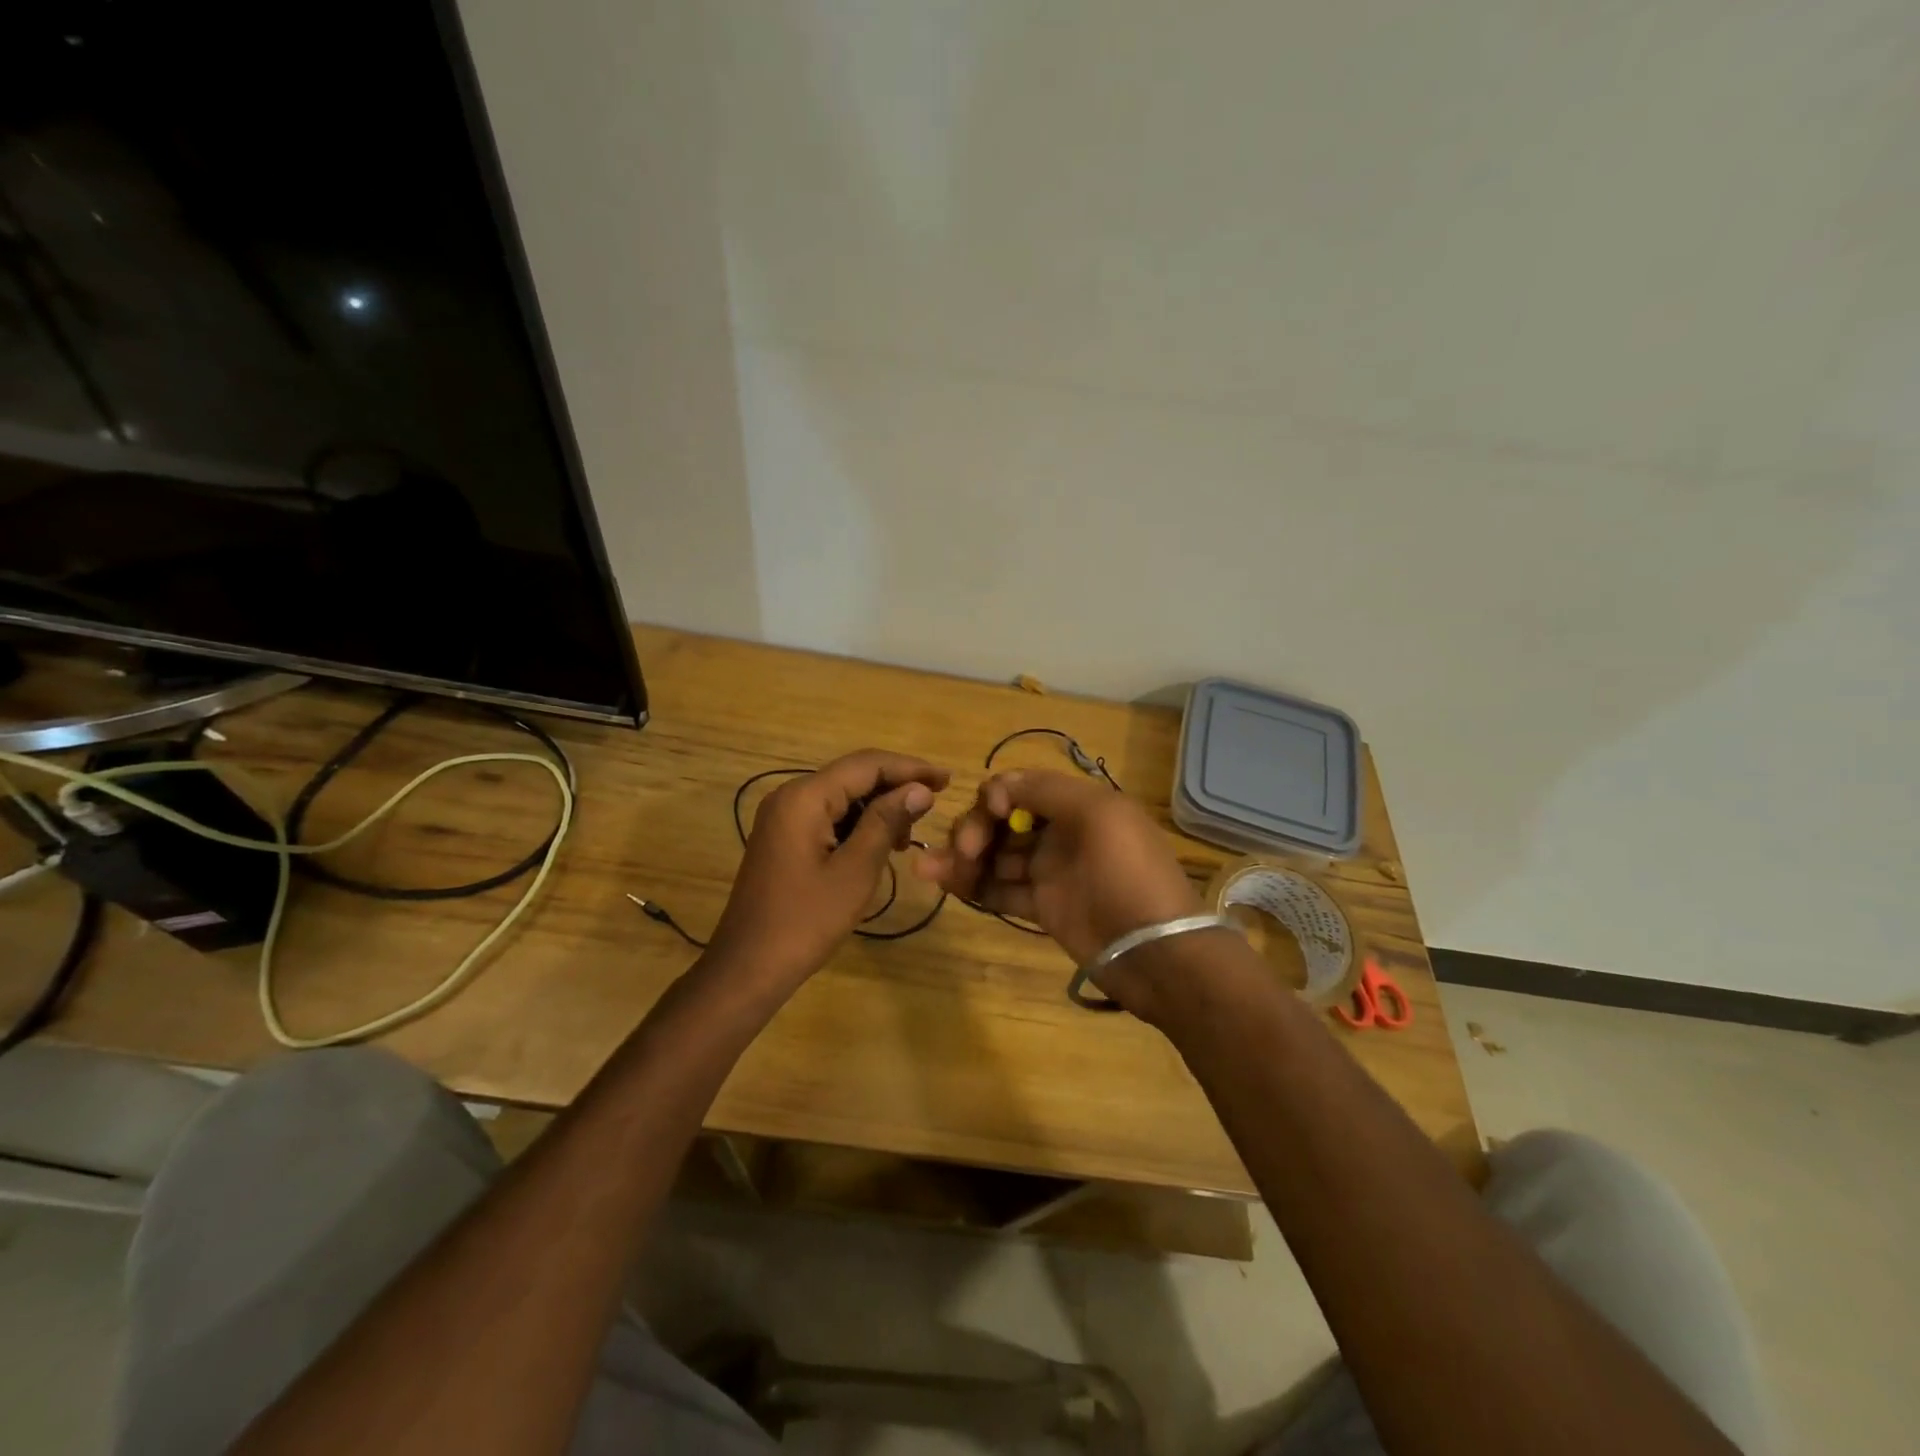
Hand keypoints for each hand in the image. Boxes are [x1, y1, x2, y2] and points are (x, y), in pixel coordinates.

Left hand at [707, 749, 948, 986]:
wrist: (748, 968)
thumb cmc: (805, 921)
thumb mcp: (855, 871)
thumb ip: (886, 822)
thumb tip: (920, 788)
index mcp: (805, 797)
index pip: (866, 765)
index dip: (910, 768)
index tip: (947, 779)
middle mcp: (790, 796)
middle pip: (853, 775)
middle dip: (896, 785)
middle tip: (938, 800)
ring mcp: (783, 817)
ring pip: (842, 795)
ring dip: (879, 806)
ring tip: (912, 831)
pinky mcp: (784, 837)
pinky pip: (828, 816)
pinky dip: (858, 823)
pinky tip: (882, 843)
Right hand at [914, 769, 1202, 997]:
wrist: (1156, 951)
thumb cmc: (1128, 874)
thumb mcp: (1098, 815)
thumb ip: (1045, 791)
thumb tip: (998, 785)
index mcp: (1079, 804)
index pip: (1022, 788)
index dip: (997, 795)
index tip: (991, 814)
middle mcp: (1061, 833)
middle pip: (1002, 821)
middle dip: (975, 829)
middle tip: (966, 853)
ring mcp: (1051, 872)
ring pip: (996, 857)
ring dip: (961, 859)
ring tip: (926, 870)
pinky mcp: (1043, 907)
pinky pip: (1000, 889)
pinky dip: (972, 886)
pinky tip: (943, 883)